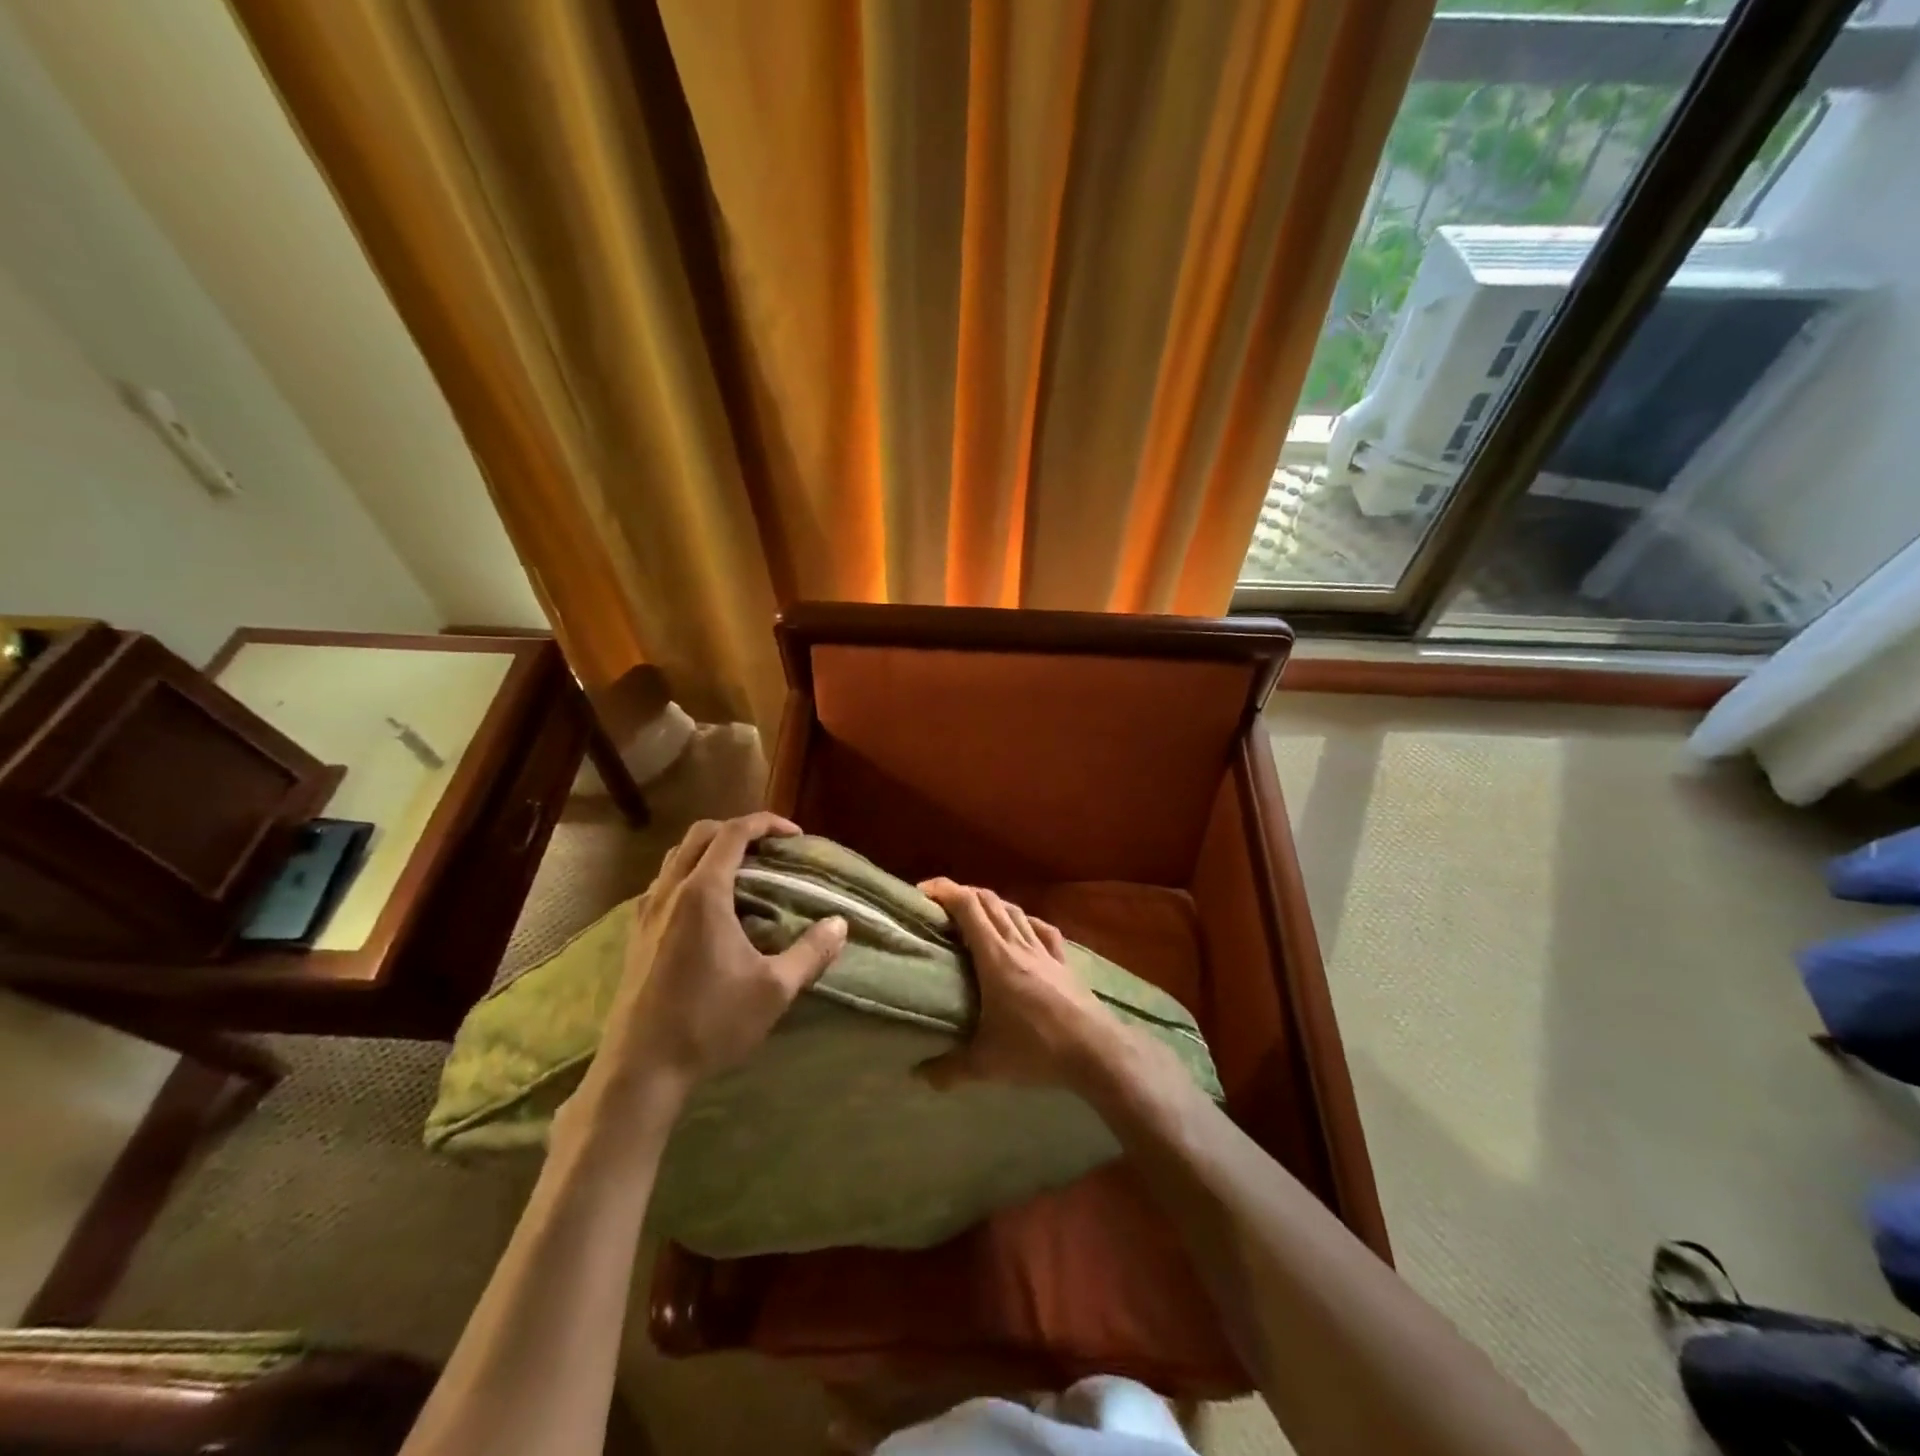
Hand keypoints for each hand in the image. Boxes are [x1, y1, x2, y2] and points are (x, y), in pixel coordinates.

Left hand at [585, 813, 847, 1108]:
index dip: (766, 824)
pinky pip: (662, 885)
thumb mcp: (774, 989)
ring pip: (675, 858)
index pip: (733, 833)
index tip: (795, 835)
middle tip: (769, 849)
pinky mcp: (635, 936)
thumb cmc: (710, 1023)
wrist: (641, 1070)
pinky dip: (688, 876)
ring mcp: (646, 913)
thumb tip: (840, 924)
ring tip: (741, 874)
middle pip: (699, 835)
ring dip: (709, 851)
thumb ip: (811, 952)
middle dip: (737, 830)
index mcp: (703, 893)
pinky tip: (707, 910)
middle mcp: (670, 892)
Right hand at [914, 879, 1132, 1093]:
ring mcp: (1044, 951)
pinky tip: (1022, 928)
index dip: (944, 891)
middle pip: (989, 901)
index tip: (922, 893)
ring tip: (974, 917)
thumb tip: (919, 1077)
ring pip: (1015, 911)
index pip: (967, 906)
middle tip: (940, 908)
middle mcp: (1018, 944)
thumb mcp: (986, 1064)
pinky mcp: (1064, 962)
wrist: (1095, 1051)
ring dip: (991, 905)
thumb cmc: (1036, 1049)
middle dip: (961, 894)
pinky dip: (1025, 921)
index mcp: (995, 957)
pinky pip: (1042, 930)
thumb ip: (950, 1069)